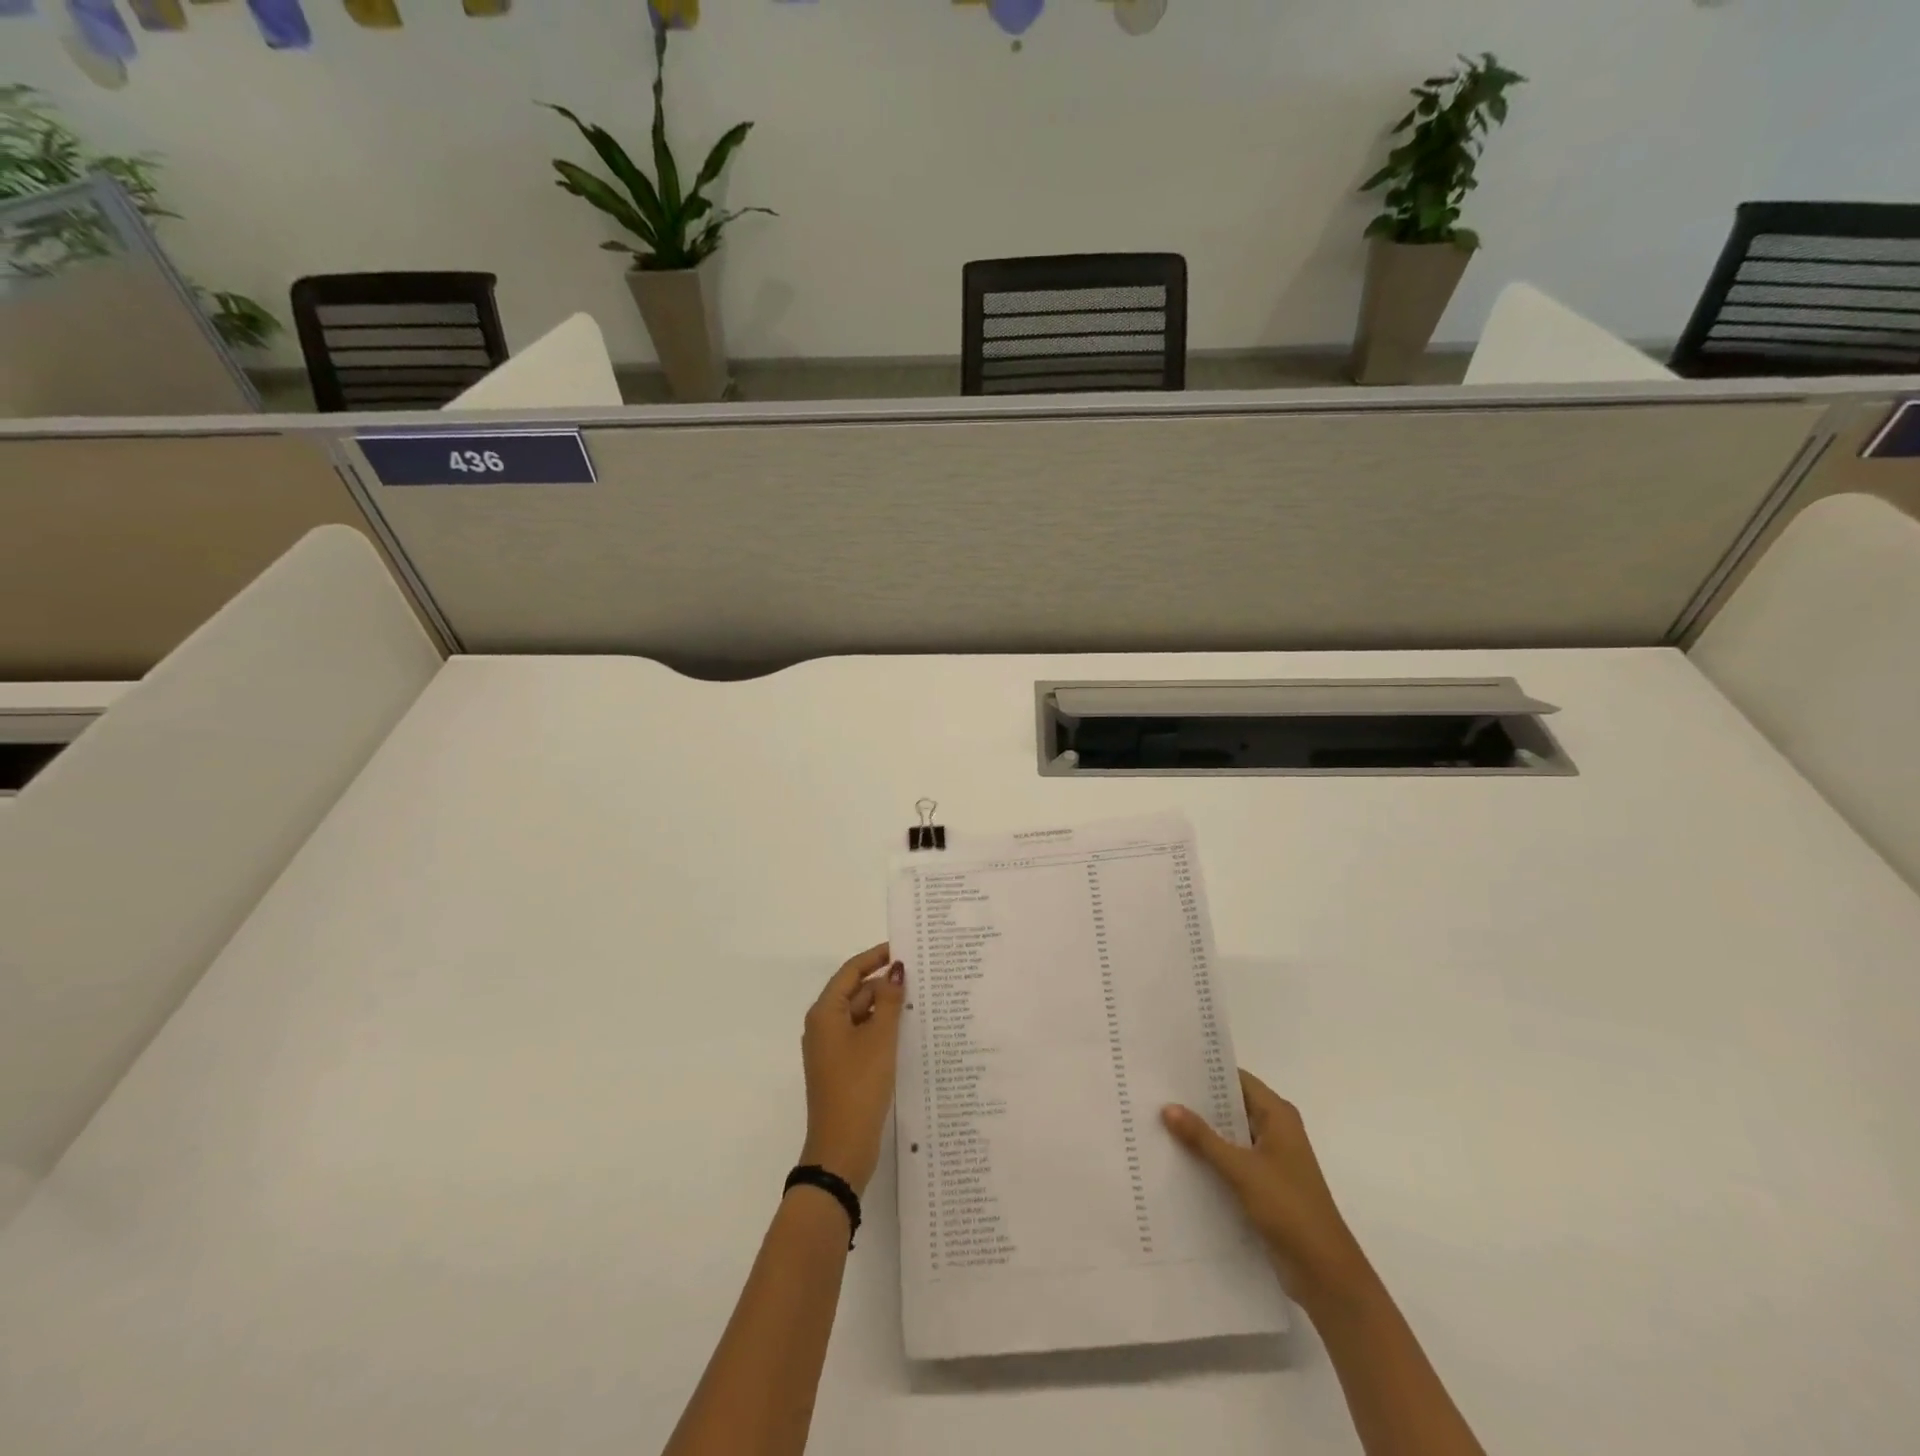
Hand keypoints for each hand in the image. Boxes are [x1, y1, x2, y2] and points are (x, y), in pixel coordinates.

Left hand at [798, 943, 905, 1195]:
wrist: (842, 1148)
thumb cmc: (859, 1086)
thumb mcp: (880, 1039)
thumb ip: (890, 1001)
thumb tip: (896, 970)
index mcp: (825, 1013)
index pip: (851, 971)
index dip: (876, 956)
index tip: (904, 948)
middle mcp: (824, 1026)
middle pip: (856, 992)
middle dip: (885, 983)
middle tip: (922, 976)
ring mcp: (832, 1048)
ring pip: (861, 1015)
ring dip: (887, 1008)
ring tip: (921, 1001)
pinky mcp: (842, 1067)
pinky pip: (863, 1036)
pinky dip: (882, 1029)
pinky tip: (908, 1031)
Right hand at [1163, 1070, 1370, 1304]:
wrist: (1324, 1272)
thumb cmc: (1288, 1208)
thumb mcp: (1241, 1169)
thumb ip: (1203, 1138)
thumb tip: (1168, 1107)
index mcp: (1278, 1115)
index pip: (1236, 1079)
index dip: (1205, 1072)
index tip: (1169, 1067)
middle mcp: (1276, 1130)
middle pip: (1231, 1105)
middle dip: (1197, 1103)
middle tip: (1156, 1093)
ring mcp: (1271, 1158)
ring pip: (1229, 1134)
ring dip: (1202, 1132)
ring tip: (1159, 1121)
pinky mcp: (1264, 1184)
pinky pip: (1231, 1159)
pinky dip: (1210, 1157)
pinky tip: (1179, 1158)